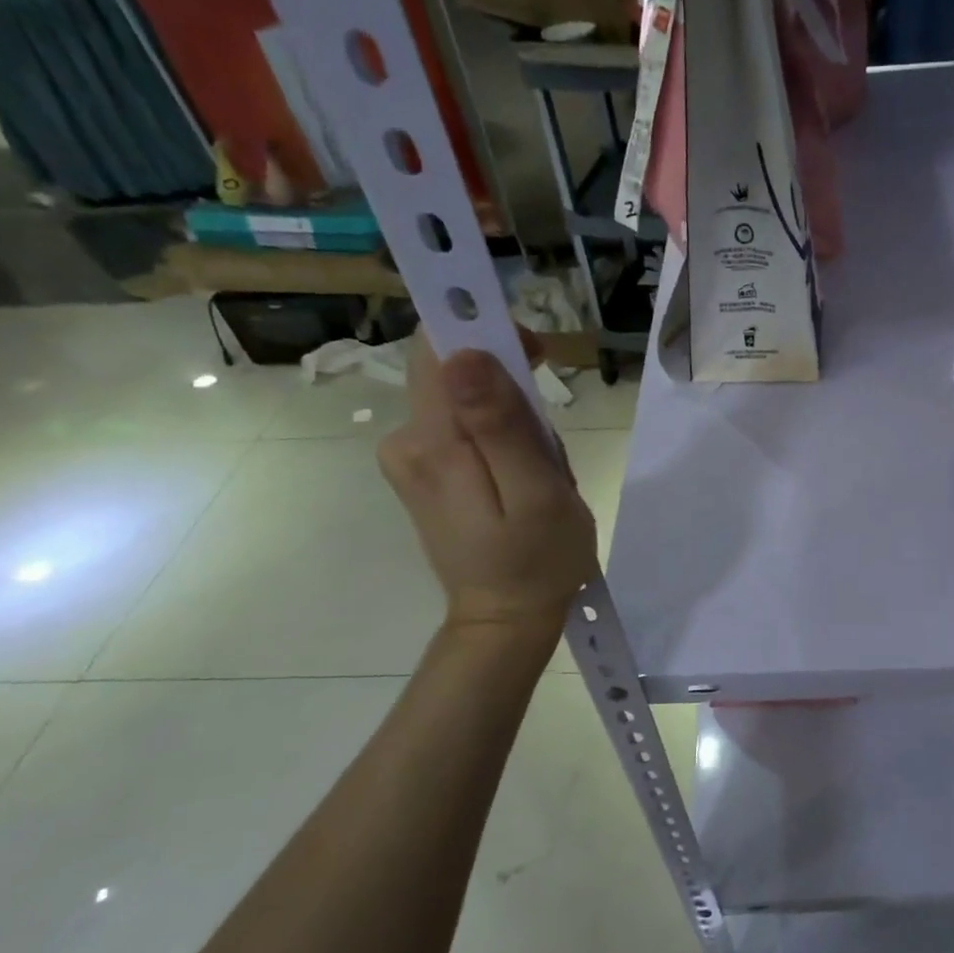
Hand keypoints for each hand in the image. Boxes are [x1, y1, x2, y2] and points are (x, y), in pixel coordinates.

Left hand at [378, 343, 595, 635]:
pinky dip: (497, 436)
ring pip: (463, 398)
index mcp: (434, 443)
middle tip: (547, 441)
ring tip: (541, 468)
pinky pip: (461, 426)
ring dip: (510, 417)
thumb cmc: (537, 560)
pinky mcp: (422, 471)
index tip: (534, 357)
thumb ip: (499, 423)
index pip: (440, 347)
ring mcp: (410, 458)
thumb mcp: (536, 493)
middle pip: (453, 370)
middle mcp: (406, 441)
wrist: (505, 620)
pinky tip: (521, 476)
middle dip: (509, 387)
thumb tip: (463, 352)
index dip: (486, 333)